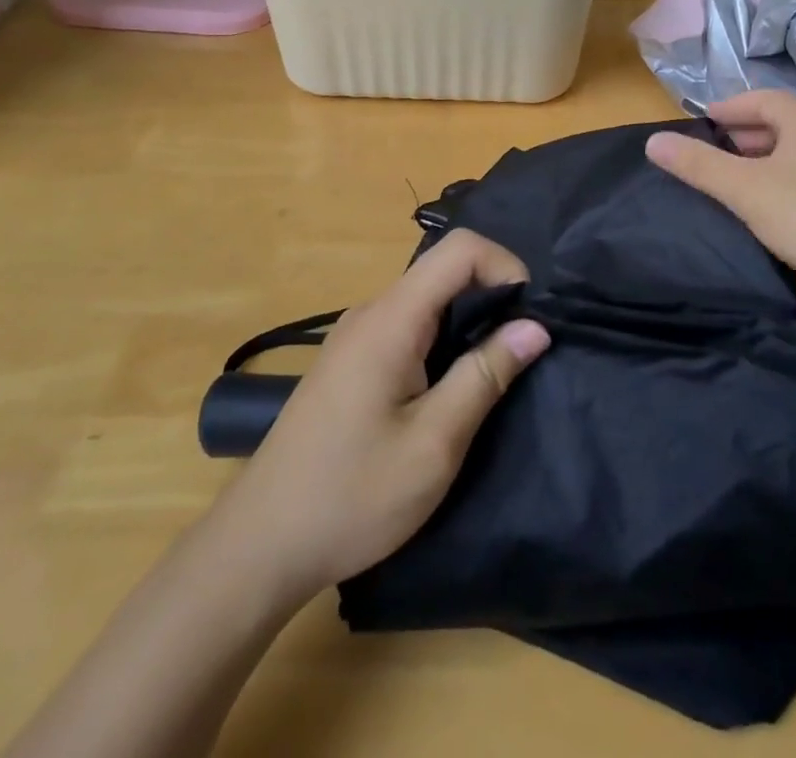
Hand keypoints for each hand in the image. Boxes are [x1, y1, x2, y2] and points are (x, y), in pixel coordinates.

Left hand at [214, 229, 550, 603]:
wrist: (260, 545)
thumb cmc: (352, 496)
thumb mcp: (434, 444)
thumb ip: (485, 375)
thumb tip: (535, 326)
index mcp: (391, 319)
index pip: (459, 249)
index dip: (505, 266)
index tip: (530, 318)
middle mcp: (371, 312)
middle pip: (444, 270)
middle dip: (492, 297)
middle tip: (519, 352)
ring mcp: (355, 335)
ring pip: (427, 299)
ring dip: (467, 321)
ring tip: (490, 373)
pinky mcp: (349, 360)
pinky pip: (407, 325)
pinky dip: (441, 339)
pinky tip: (446, 389)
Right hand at [646, 91, 795, 299]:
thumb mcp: (744, 189)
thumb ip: (697, 164)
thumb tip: (652, 141)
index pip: (758, 99)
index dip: (726, 109)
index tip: (699, 125)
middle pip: (780, 122)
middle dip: (743, 136)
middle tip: (712, 155)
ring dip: (766, 161)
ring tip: (738, 183)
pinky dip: (788, 182)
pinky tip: (776, 210)